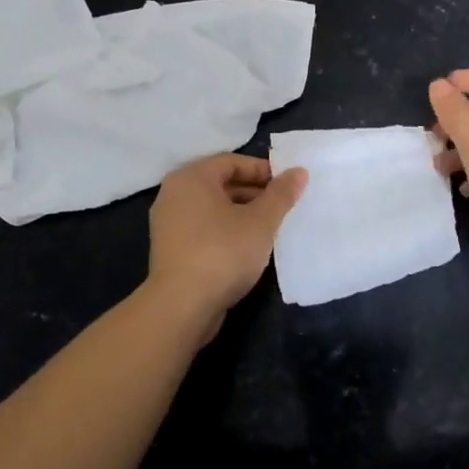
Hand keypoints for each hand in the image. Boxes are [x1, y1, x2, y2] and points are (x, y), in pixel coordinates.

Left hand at [146, 153, 307, 329]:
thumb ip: (281, 194)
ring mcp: (169, 224)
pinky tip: (249, 248)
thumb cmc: (223, 252)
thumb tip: (299, 172)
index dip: (263, 170)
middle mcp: (174, 194)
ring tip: (271, 228)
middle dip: (255, 193)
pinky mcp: (172, 250)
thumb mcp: (261, 221)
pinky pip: (205, 229)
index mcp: (191, 178)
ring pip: (214, 209)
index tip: (288, 185)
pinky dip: (227, 231)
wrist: (182, 306)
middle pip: (221, 183)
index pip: (232, 162)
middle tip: (284, 207)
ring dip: (243, 214)